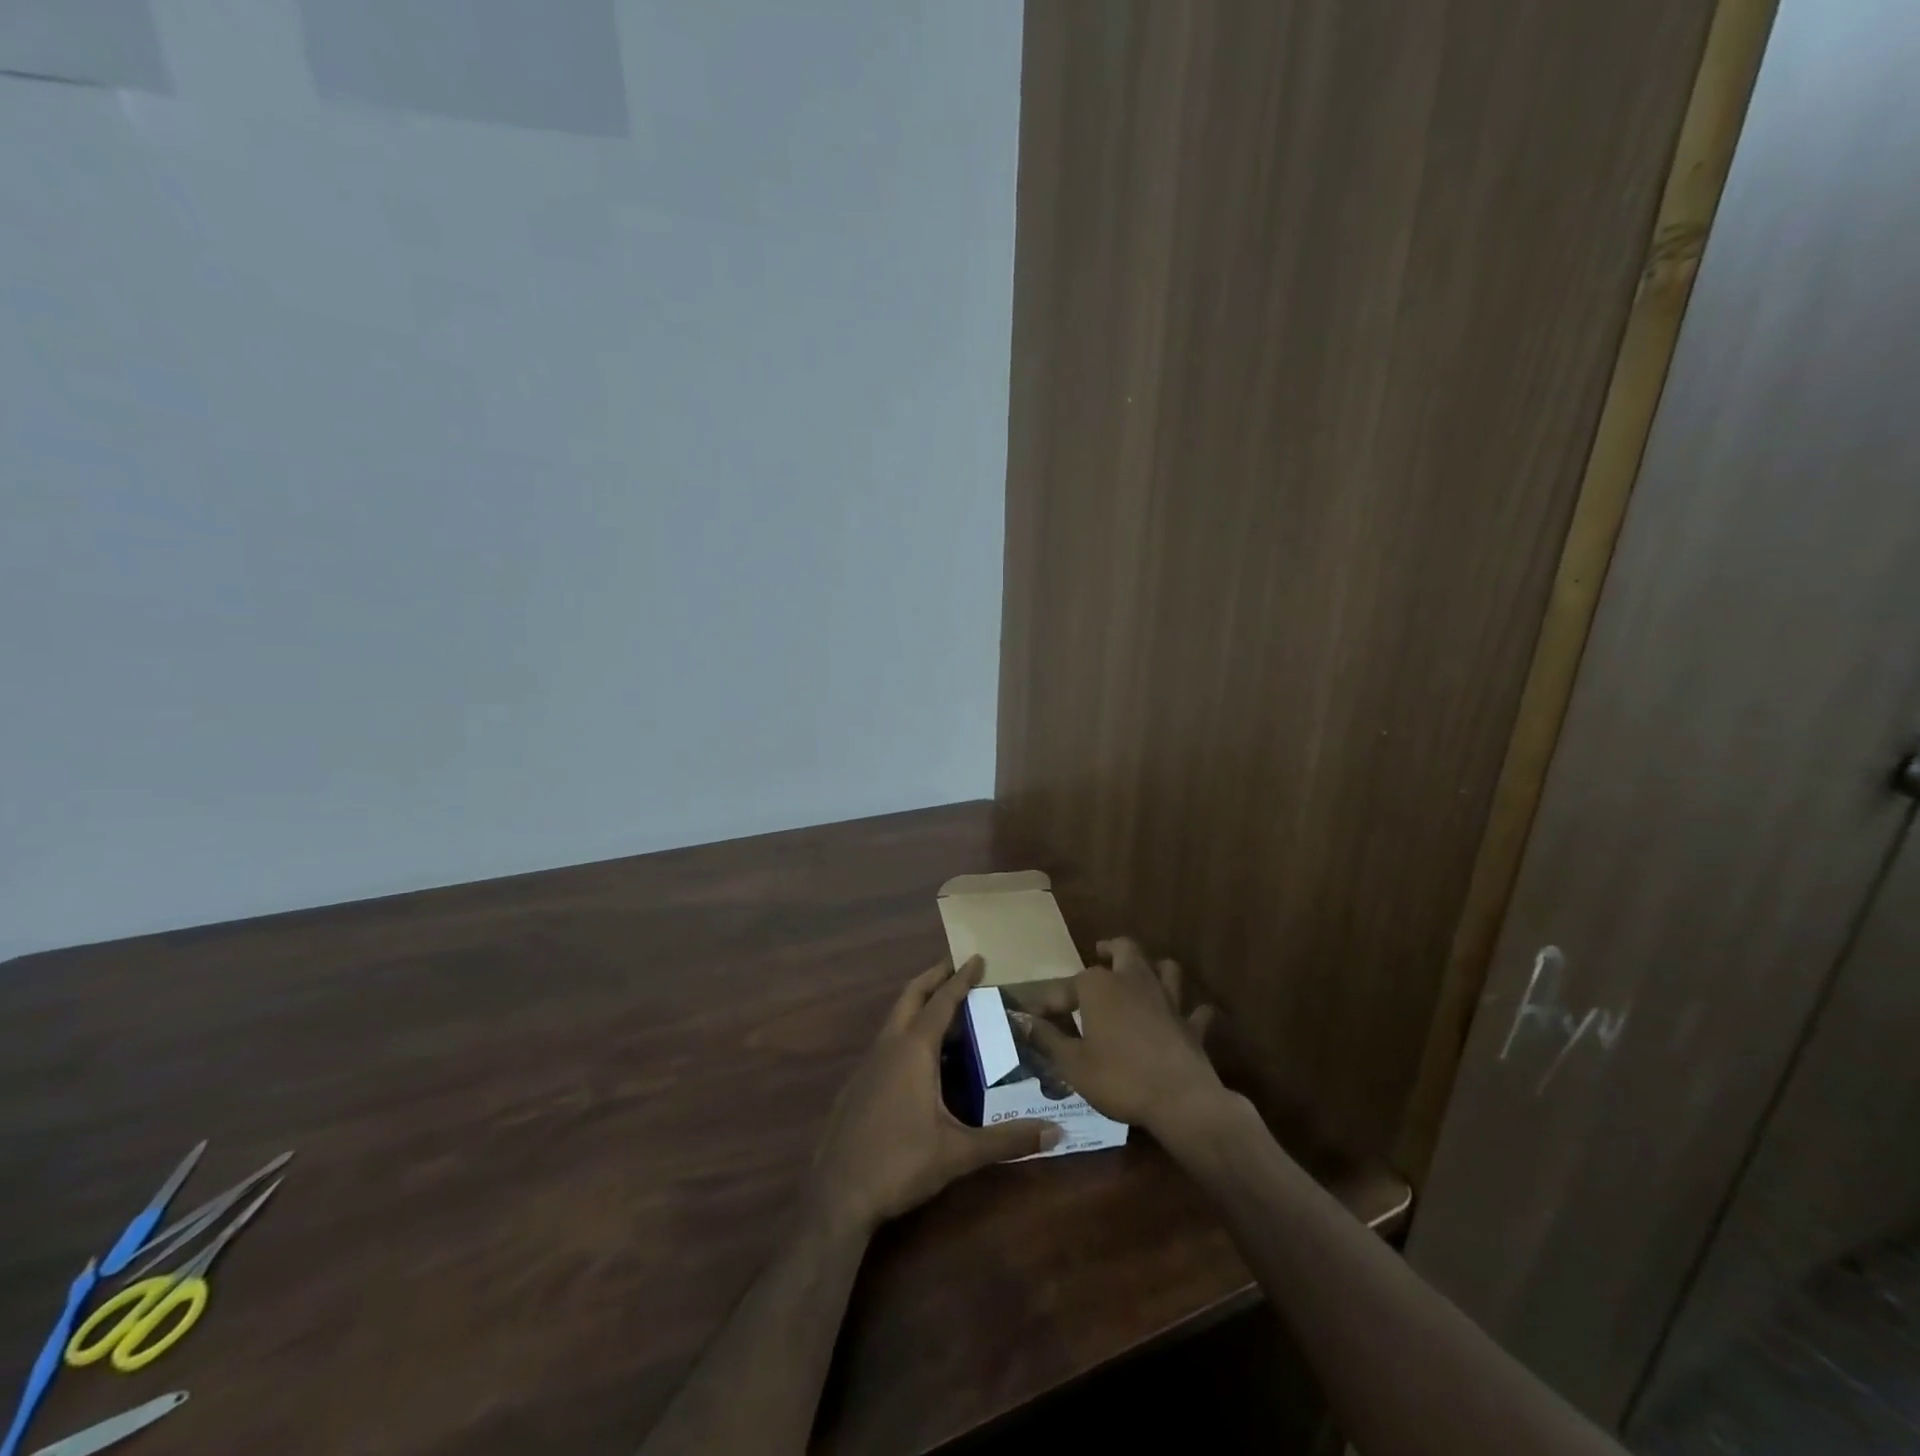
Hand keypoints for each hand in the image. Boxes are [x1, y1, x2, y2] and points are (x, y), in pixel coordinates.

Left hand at [809, 957, 1062, 1231]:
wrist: (837, 1195)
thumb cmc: (900, 1164)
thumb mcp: (959, 1153)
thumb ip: (1008, 1140)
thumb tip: (1057, 1132)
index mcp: (913, 1050)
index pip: (942, 1002)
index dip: (961, 979)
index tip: (977, 957)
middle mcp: (888, 1046)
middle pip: (910, 997)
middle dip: (933, 977)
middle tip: (955, 965)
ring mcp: (868, 1064)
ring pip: (895, 1018)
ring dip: (918, 1003)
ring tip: (945, 1006)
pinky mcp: (858, 1084)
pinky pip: (887, 1041)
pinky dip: (906, 1030)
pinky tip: (919, 1056)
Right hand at [1022, 938, 1227, 1139]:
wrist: (1179, 1099)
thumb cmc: (1118, 1078)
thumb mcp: (1072, 1064)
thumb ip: (1046, 1039)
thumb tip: (1022, 1021)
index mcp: (1099, 987)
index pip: (1066, 987)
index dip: (1050, 1002)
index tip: (1035, 1016)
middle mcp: (1133, 981)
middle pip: (1124, 950)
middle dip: (1111, 949)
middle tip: (1101, 953)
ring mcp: (1167, 1000)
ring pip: (1164, 968)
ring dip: (1153, 968)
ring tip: (1143, 974)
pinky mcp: (1191, 1024)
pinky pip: (1195, 1010)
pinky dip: (1190, 1011)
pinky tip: (1186, 1016)